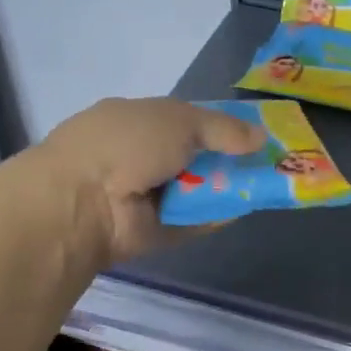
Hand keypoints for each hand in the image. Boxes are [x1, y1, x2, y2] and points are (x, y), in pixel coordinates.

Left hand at [33, 97, 264, 262]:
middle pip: (194, 157)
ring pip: (196, 190)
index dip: (220, 126)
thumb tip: (261, 137)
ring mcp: (146, 196)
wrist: (82, 201)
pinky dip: (215, 216)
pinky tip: (244, 209)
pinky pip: (192, 221)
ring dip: (226, 188)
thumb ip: (223, 128)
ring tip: (266, 185)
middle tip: (268, 162)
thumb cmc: (127, 144)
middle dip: (228, 159)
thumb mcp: (180, 120)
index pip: (186, 121)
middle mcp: (140, 156)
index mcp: (138, 120)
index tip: (254, 133)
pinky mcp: (153, 230)